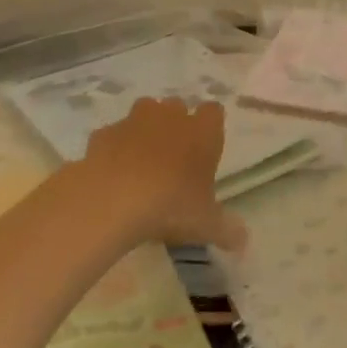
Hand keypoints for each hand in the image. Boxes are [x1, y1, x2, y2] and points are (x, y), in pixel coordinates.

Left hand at [73, 97, 246, 250]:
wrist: (111, 200)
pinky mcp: (103, 134)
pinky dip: (114, 148)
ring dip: (145, 129)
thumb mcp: (206, 225)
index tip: (206, 147)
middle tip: (175, 156)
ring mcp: (134, 122)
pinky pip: (113, 135)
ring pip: (144, 112)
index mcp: (203, 131)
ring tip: (142, 160)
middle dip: (176, 124)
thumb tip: (243, 241)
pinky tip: (112, 173)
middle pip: (177, 106)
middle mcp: (170, 117)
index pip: (214, 112)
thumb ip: (227, 230)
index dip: (210, 126)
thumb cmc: (171, 205)